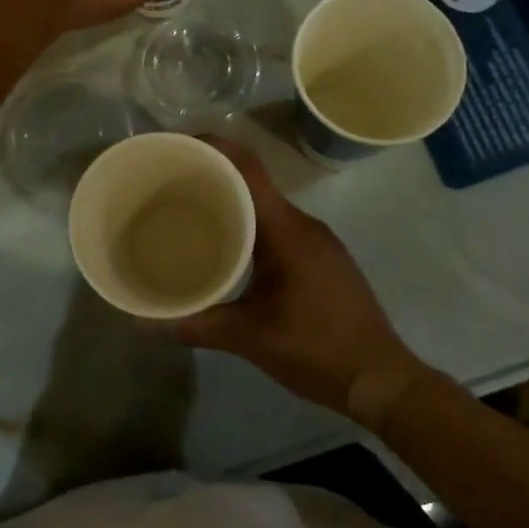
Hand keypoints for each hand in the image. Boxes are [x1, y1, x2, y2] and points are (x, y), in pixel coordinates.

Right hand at [168, 137, 428, 429]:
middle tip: (173, 186)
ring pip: (267, 207)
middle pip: (255, 184)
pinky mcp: (323, 258)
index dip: (216, 149)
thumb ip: (199, 325)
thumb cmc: (318, 350)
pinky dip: (252, 225)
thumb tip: (147, 324)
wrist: (381, 380)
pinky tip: (231, 247)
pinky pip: (280, 227)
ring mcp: (318, 240)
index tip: (180, 147)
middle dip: (215, 178)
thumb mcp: (251, 339)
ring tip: (193, 214)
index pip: (250, 169)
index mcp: (287, 230)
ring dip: (233, 204)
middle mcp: (304, 224)